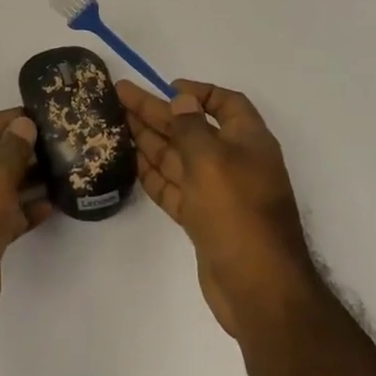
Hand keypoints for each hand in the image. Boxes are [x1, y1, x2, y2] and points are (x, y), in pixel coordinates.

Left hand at [0, 109, 53, 336]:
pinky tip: (54, 205)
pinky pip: (7, 214)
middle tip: (59, 145)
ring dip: (29, 179)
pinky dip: (27, 209)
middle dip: (22, 149)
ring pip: (2, 185)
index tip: (40, 119)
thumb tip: (24, 124)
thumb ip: (13, 148)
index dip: (6, 119)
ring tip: (64, 171)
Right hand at [118, 79, 316, 339]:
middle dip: (158, 112)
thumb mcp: (211, 159)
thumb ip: (191, 126)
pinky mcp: (203, 219)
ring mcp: (217, 193)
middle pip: (192, 128)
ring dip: (150, 139)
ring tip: (116, 122)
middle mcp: (234, 162)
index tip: (166, 87)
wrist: (258, 288)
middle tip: (120, 96)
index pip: (225, 104)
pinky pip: (174, 187)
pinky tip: (130, 160)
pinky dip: (153, 173)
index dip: (198, 91)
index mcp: (248, 141)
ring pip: (179, 158)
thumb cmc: (237, 212)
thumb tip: (183, 98)